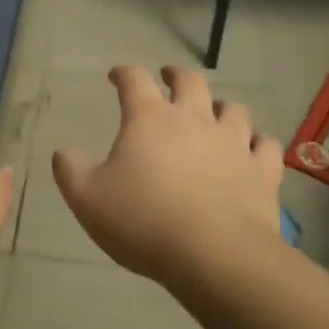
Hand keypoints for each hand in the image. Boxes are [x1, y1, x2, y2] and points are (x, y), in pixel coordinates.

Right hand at [52, 65, 284, 283]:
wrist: (214, 255)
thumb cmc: (143, 221)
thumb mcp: (87, 199)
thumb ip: (70, 170)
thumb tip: (64, 152)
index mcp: (149, 119)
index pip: (134, 81)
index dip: (124, 73)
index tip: (117, 75)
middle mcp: (194, 119)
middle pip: (190, 81)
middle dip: (176, 76)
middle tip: (169, 78)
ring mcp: (233, 142)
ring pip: (233, 109)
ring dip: (221, 107)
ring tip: (214, 114)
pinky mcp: (262, 170)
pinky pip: (265, 146)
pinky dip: (257, 143)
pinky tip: (253, 150)